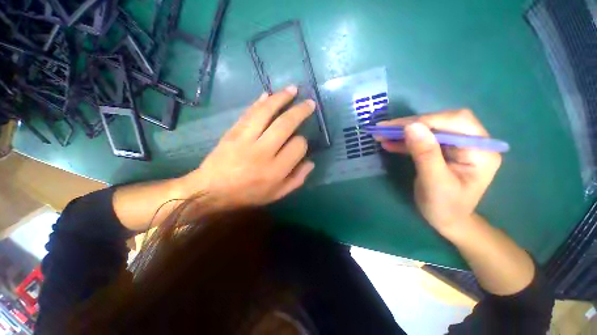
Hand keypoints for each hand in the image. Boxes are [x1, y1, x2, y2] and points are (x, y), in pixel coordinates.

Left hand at [178, 86, 315, 209]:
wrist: (211, 190)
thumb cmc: (247, 195)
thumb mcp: (276, 195)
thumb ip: (296, 180)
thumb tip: (311, 162)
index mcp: (276, 170)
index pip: (298, 147)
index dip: (303, 142)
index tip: (300, 143)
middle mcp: (263, 152)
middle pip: (286, 124)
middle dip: (300, 111)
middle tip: (310, 103)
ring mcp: (246, 139)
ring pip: (267, 112)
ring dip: (281, 98)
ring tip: (293, 90)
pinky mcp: (233, 131)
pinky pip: (250, 112)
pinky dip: (260, 101)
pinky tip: (269, 94)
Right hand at [375, 109, 501, 236]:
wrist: (447, 220)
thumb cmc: (445, 207)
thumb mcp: (435, 182)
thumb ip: (425, 154)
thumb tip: (411, 126)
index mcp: (480, 150)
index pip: (456, 122)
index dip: (426, 121)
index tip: (398, 127)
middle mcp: (471, 142)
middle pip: (441, 122)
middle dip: (410, 124)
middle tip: (384, 129)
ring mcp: (456, 146)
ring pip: (428, 129)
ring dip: (403, 132)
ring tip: (381, 134)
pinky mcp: (442, 150)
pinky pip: (422, 140)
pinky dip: (404, 141)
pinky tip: (389, 143)